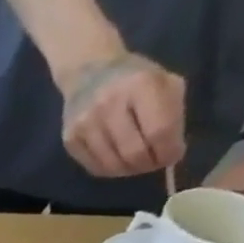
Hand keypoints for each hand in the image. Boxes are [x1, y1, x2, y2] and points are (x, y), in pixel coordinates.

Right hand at [59, 53, 186, 179]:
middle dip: (149, 163)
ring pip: (113, 165)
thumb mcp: (164, 82)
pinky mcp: (70, 140)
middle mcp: (109, 105)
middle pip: (134, 152)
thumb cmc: (134, 78)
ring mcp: (85, 124)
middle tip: (154, 162)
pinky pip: (95, 167)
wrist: (88, 72)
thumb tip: (170, 153)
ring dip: (130, 170)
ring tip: (137, 162)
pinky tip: (118, 160)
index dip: (169, 150)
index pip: (159, 130)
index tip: (173, 155)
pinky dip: (111, 170)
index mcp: (140, 85)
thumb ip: (172, 114)